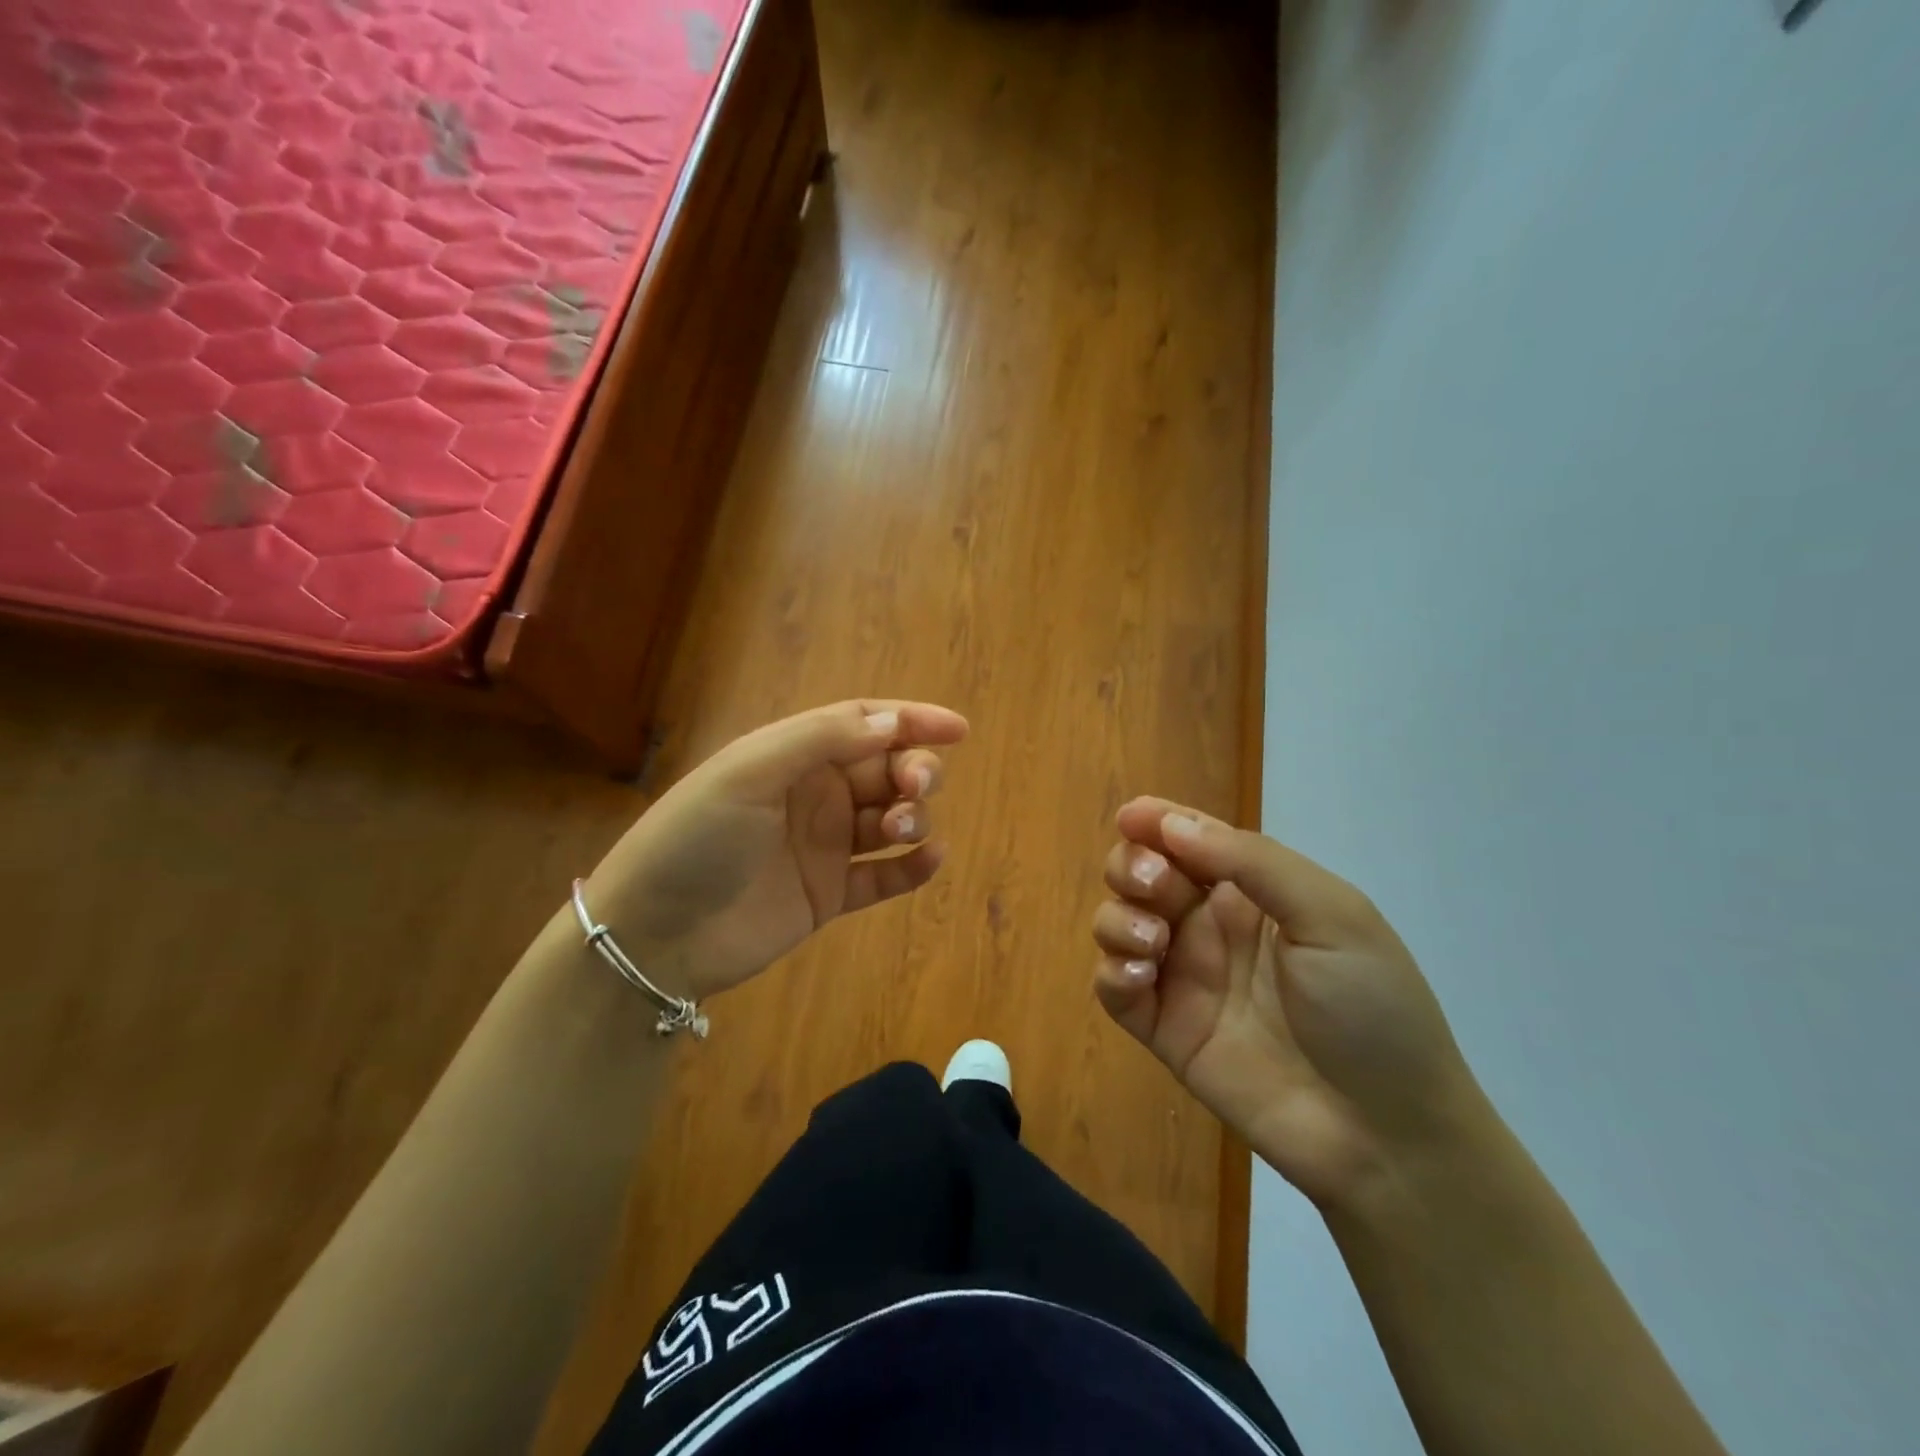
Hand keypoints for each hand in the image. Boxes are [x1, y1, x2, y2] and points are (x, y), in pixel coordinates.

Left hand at [584, 700, 967, 1000]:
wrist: (654, 934)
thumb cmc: (696, 838)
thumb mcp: (749, 772)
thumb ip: (822, 740)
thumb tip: (893, 723)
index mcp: (793, 756)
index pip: (863, 724)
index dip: (912, 720)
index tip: (959, 729)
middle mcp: (814, 796)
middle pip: (885, 770)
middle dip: (914, 770)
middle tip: (916, 787)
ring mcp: (823, 847)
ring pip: (890, 820)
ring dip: (912, 816)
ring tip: (901, 829)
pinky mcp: (828, 896)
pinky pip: (883, 877)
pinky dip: (911, 868)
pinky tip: (931, 859)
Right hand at [1092, 800, 1489, 1209]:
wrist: (1387, 1135)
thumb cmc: (1371, 1010)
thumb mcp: (1331, 916)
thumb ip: (1251, 862)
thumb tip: (1170, 823)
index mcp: (1252, 893)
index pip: (1190, 840)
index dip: (1156, 821)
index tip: (1131, 817)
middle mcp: (1209, 927)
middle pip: (1141, 874)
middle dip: (1132, 867)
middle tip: (1155, 887)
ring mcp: (1183, 978)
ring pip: (1117, 924)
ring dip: (1119, 919)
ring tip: (1155, 944)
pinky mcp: (1164, 1029)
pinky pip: (1113, 988)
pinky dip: (1113, 972)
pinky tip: (1142, 977)